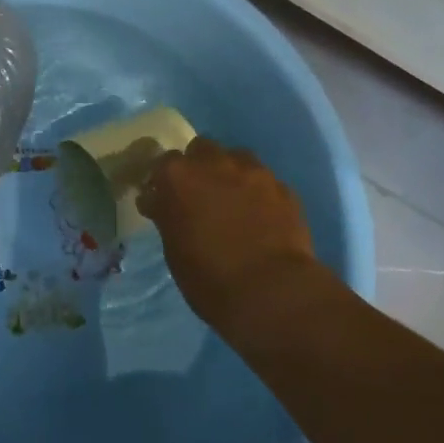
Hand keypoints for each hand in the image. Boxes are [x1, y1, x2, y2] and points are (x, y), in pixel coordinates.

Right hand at [137, 137, 319, 332]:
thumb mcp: (174, 250)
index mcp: (178, 177)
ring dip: (231, 173)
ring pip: (236, 158)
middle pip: (201, 149)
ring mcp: (252, 171)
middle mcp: (214, 163)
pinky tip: (262, 216)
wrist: (272, 292)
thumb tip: (160, 203)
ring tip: (234, 201)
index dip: (164, 181)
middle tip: (200, 195)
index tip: (164, 199)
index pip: (163, 163)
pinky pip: (265, 182)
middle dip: (199, 167)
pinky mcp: (282, 187)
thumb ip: (168, 216)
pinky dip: (259, 193)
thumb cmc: (210, 278)